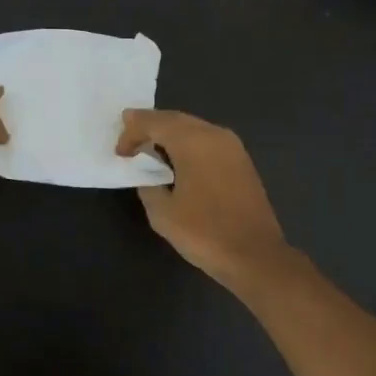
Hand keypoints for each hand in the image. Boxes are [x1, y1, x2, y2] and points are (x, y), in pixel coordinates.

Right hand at [115, 109, 290, 287]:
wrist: (255, 255)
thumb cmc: (205, 233)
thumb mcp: (162, 213)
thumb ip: (149, 184)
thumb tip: (150, 174)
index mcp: (194, 142)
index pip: (155, 122)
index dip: (132, 132)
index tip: (119, 153)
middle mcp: (215, 135)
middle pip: (176, 119)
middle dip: (150, 125)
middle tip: (128, 135)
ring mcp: (233, 147)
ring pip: (194, 128)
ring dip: (170, 134)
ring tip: (149, 148)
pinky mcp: (242, 161)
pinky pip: (207, 141)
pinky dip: (187, 144)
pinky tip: (177, 161)